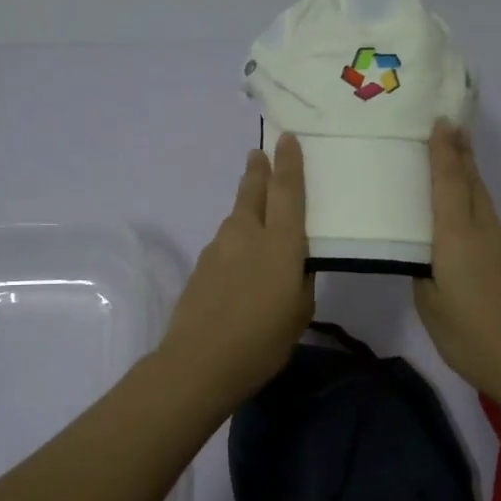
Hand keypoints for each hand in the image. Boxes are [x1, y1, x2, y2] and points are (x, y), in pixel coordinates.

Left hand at [157, 131, 314, 412]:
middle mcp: (247, 234)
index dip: (288, 163)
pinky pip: (224, 240)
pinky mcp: (201, 266)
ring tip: (255, 206)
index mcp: (280, 242)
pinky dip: (235, 238)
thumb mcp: (299, 312)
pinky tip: (239, 257)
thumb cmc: (262, 341)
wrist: (199, 362)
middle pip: (253, 191)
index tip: (286, 138)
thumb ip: (300, 281)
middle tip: (259, 154)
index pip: (287, 191)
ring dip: (246, 205)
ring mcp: (219, 247)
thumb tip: (295, 267)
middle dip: (258, 170)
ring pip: (236, 216)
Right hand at [413, 120, 500, 410]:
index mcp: (457, 238)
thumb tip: (424, 256)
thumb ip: (423, 272)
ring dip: (468, 174)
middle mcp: (484, 231)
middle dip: (460, 153)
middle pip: (471, 183)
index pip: (448, 184)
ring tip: (454, 156)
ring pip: (482, 199)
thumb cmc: (471, 336)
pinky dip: (473, 200)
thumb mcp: (431, 306)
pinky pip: (487, 218)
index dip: (443, 152)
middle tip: (450, 126)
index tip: (441, 122)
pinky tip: (464, 209)